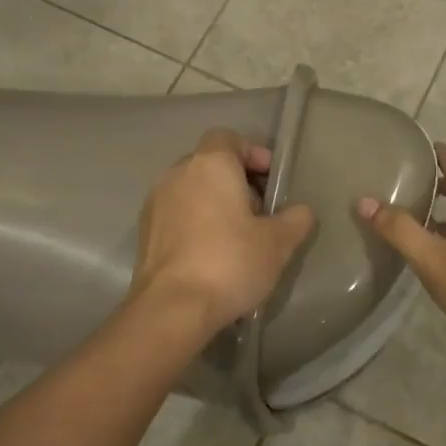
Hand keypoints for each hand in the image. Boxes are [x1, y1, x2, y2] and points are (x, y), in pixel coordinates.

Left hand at [130, 129, 316, 337]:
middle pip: (210, 163)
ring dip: (214, 203)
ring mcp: (155, 202)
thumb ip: (295, 219)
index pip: (228, 137)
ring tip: (236, 236)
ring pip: (191, 190)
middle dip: (236, 181)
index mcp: (210, 165)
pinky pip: (176, 214)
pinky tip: (211, 254)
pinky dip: (194, 223)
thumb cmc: (230, 262)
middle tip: (260, 212)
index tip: (271, 180)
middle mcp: (177, 174)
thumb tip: (301, 211)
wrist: (172, 308)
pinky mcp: (144, 232)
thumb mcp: (278, 243)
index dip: (253, 153)